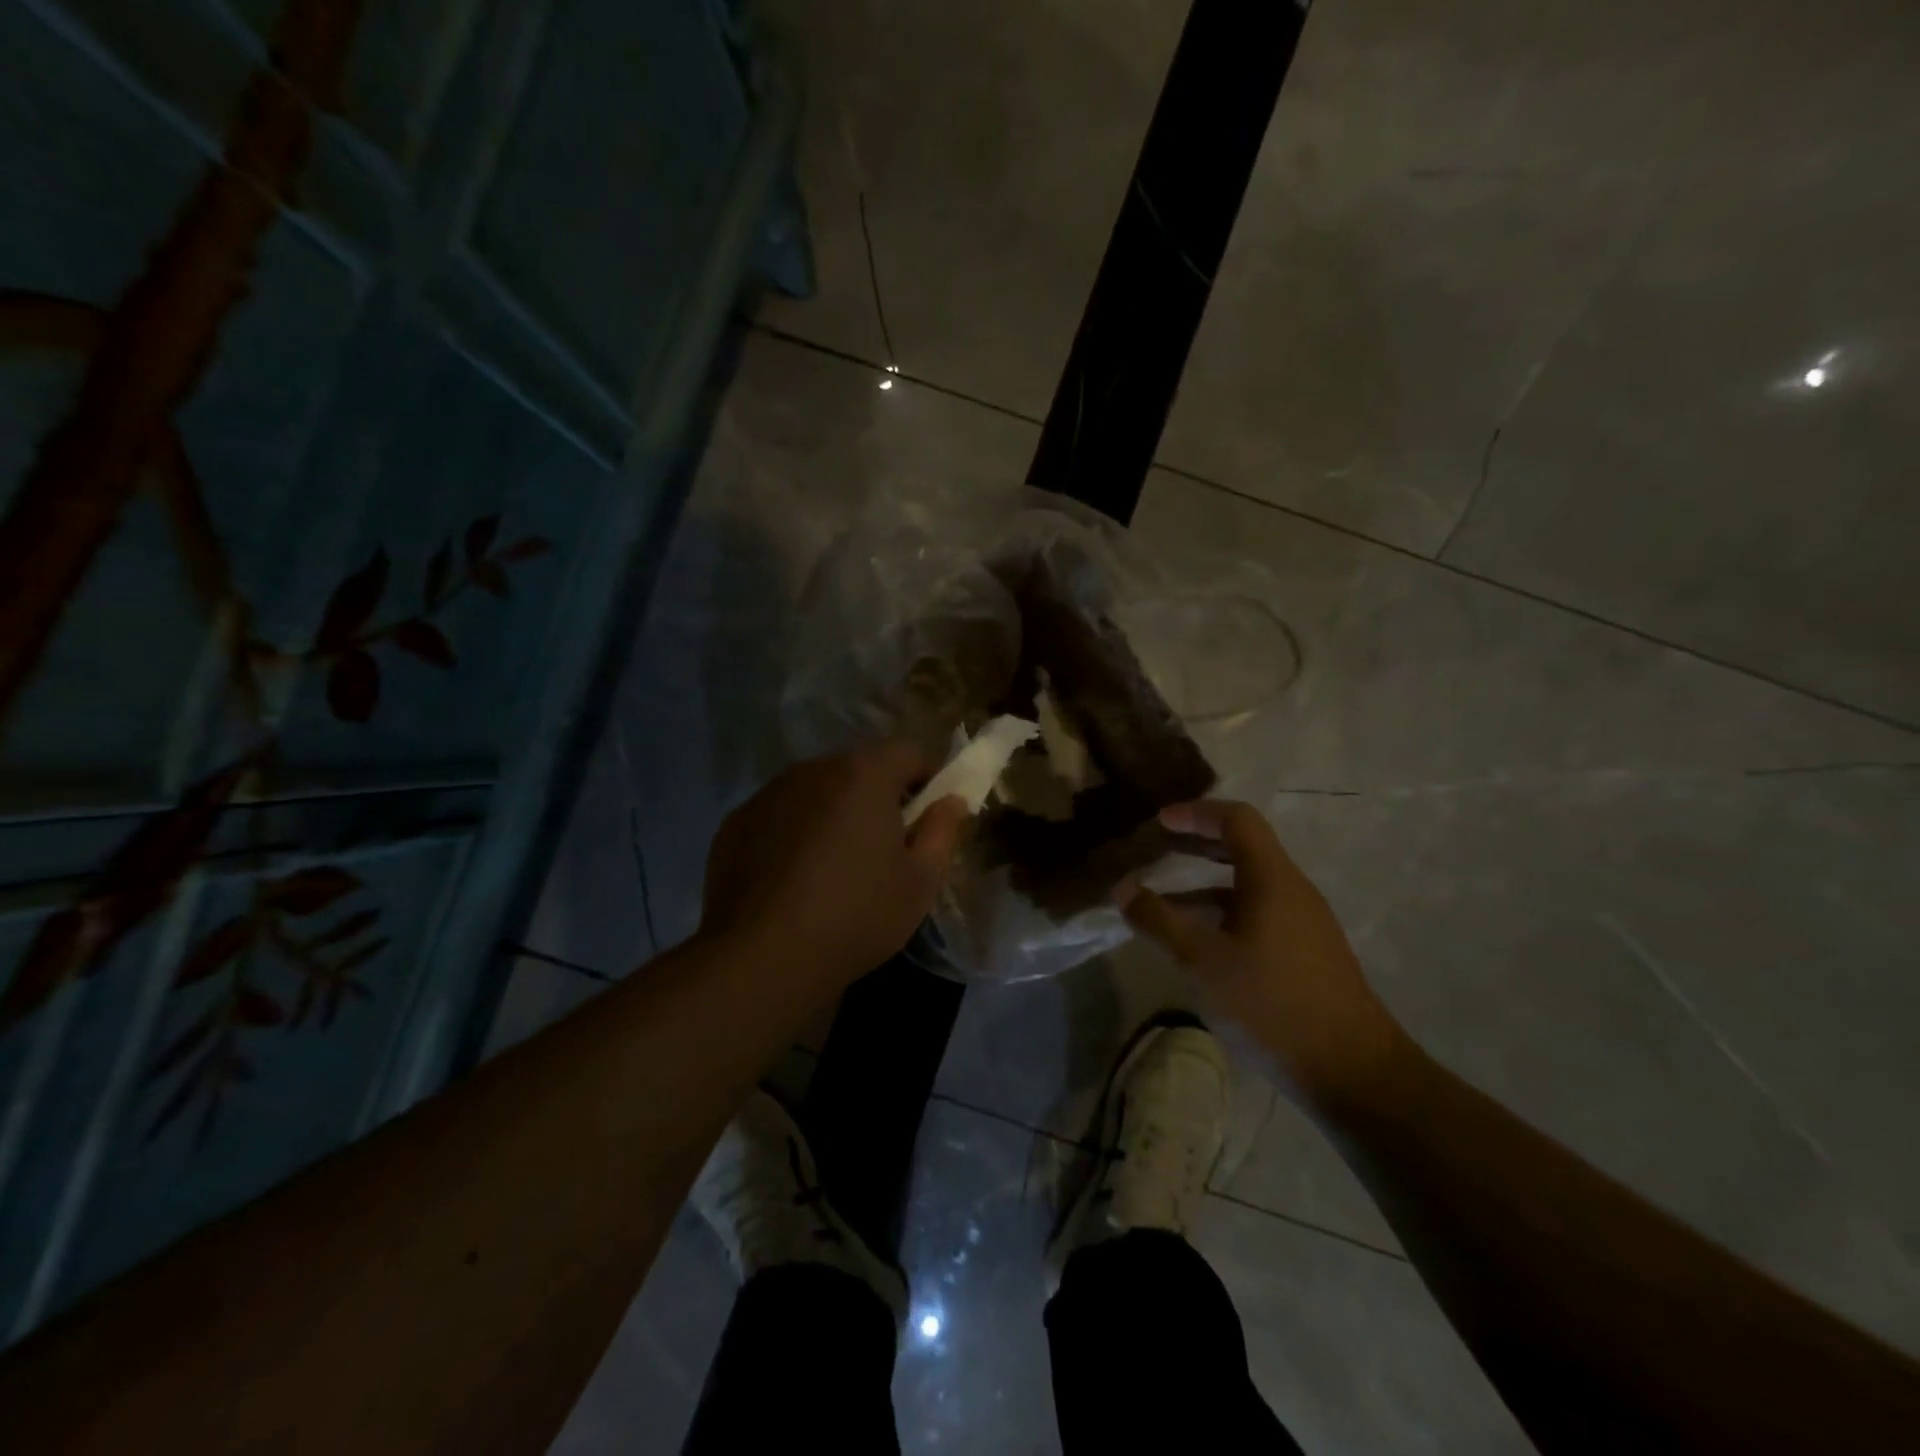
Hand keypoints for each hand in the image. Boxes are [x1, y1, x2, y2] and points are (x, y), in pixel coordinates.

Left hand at [700, 743, 969, 996]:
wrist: (763, 957)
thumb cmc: (857, 916)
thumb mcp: (920, 881)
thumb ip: (942, 830)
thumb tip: (952, 800)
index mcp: (864, 774)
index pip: (908, 753)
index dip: (926, 780)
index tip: (927, 818)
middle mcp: (813, 769)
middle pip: (859, 769)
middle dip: (877, 797)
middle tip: (884, 847)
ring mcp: (768, 793)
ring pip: (816, 791)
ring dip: (833, 813)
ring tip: (834, 867)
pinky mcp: (736, 822)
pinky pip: (780, 815)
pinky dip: (793, 833)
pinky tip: (792, 879)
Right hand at [1118, 800, 1405, 1106]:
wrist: (1353, 1072)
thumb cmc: (1272, 1005)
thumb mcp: (1202, 962)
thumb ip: (1159, 921)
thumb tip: (1122, 888)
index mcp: (1272, 880)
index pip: (1237, 820)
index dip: (1196, 813)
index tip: (1159, 821)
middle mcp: (1292, 891)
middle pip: (1244, 847)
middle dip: (1198, 842)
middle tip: (1158, 846)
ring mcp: (1303, 923)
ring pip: (1248, 884)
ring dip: (1205, 882)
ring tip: (1164, 898)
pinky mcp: (1305, 952)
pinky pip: (1257, 912)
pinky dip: (1222, 911)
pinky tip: (1198, 941)